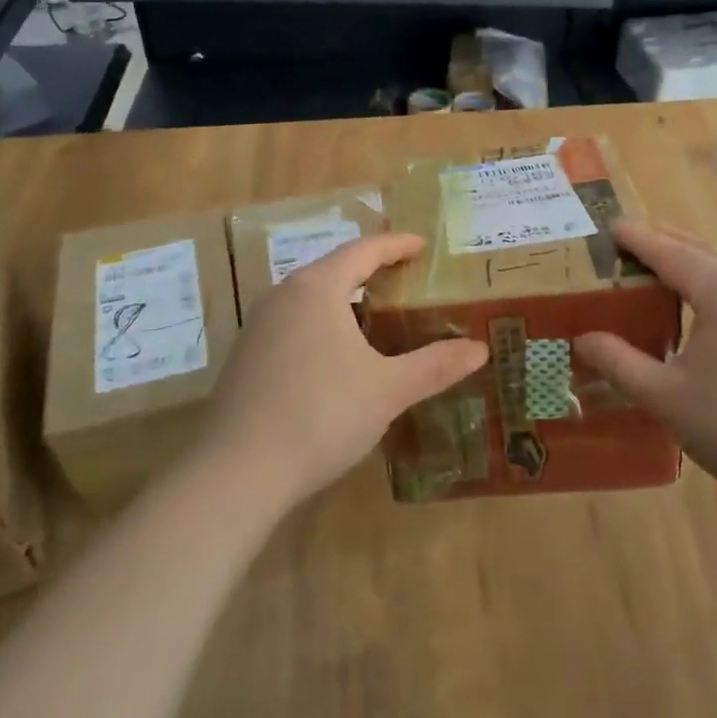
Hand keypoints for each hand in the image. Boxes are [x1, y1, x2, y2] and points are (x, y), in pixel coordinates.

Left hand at [199, 233, 487, 508]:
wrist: (236, 473)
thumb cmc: (321, 416)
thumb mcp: (388, 390)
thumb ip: (435, 365)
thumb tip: (480, 349)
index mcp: (317, 289)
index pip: (364, 250)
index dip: (396, 245)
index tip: (422, 246)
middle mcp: (283, 296)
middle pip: (334, 270)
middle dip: (372, 273)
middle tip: (407, 283)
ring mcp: (257, 326)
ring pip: (310, 299)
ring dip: (346, 302)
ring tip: (378, 322)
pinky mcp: (245, 356)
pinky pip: (293, 324)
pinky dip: (322, 326)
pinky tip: (338, 360)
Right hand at [573, 222, 716, 533]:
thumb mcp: (666, 398)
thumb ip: (618, 361)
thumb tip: (583, 338)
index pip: (667, 250)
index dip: (635, 238)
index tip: (611, 229)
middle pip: (702, 252)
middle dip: (665, 248)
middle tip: (631, 252)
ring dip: (699, 271)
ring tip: (670, 285)